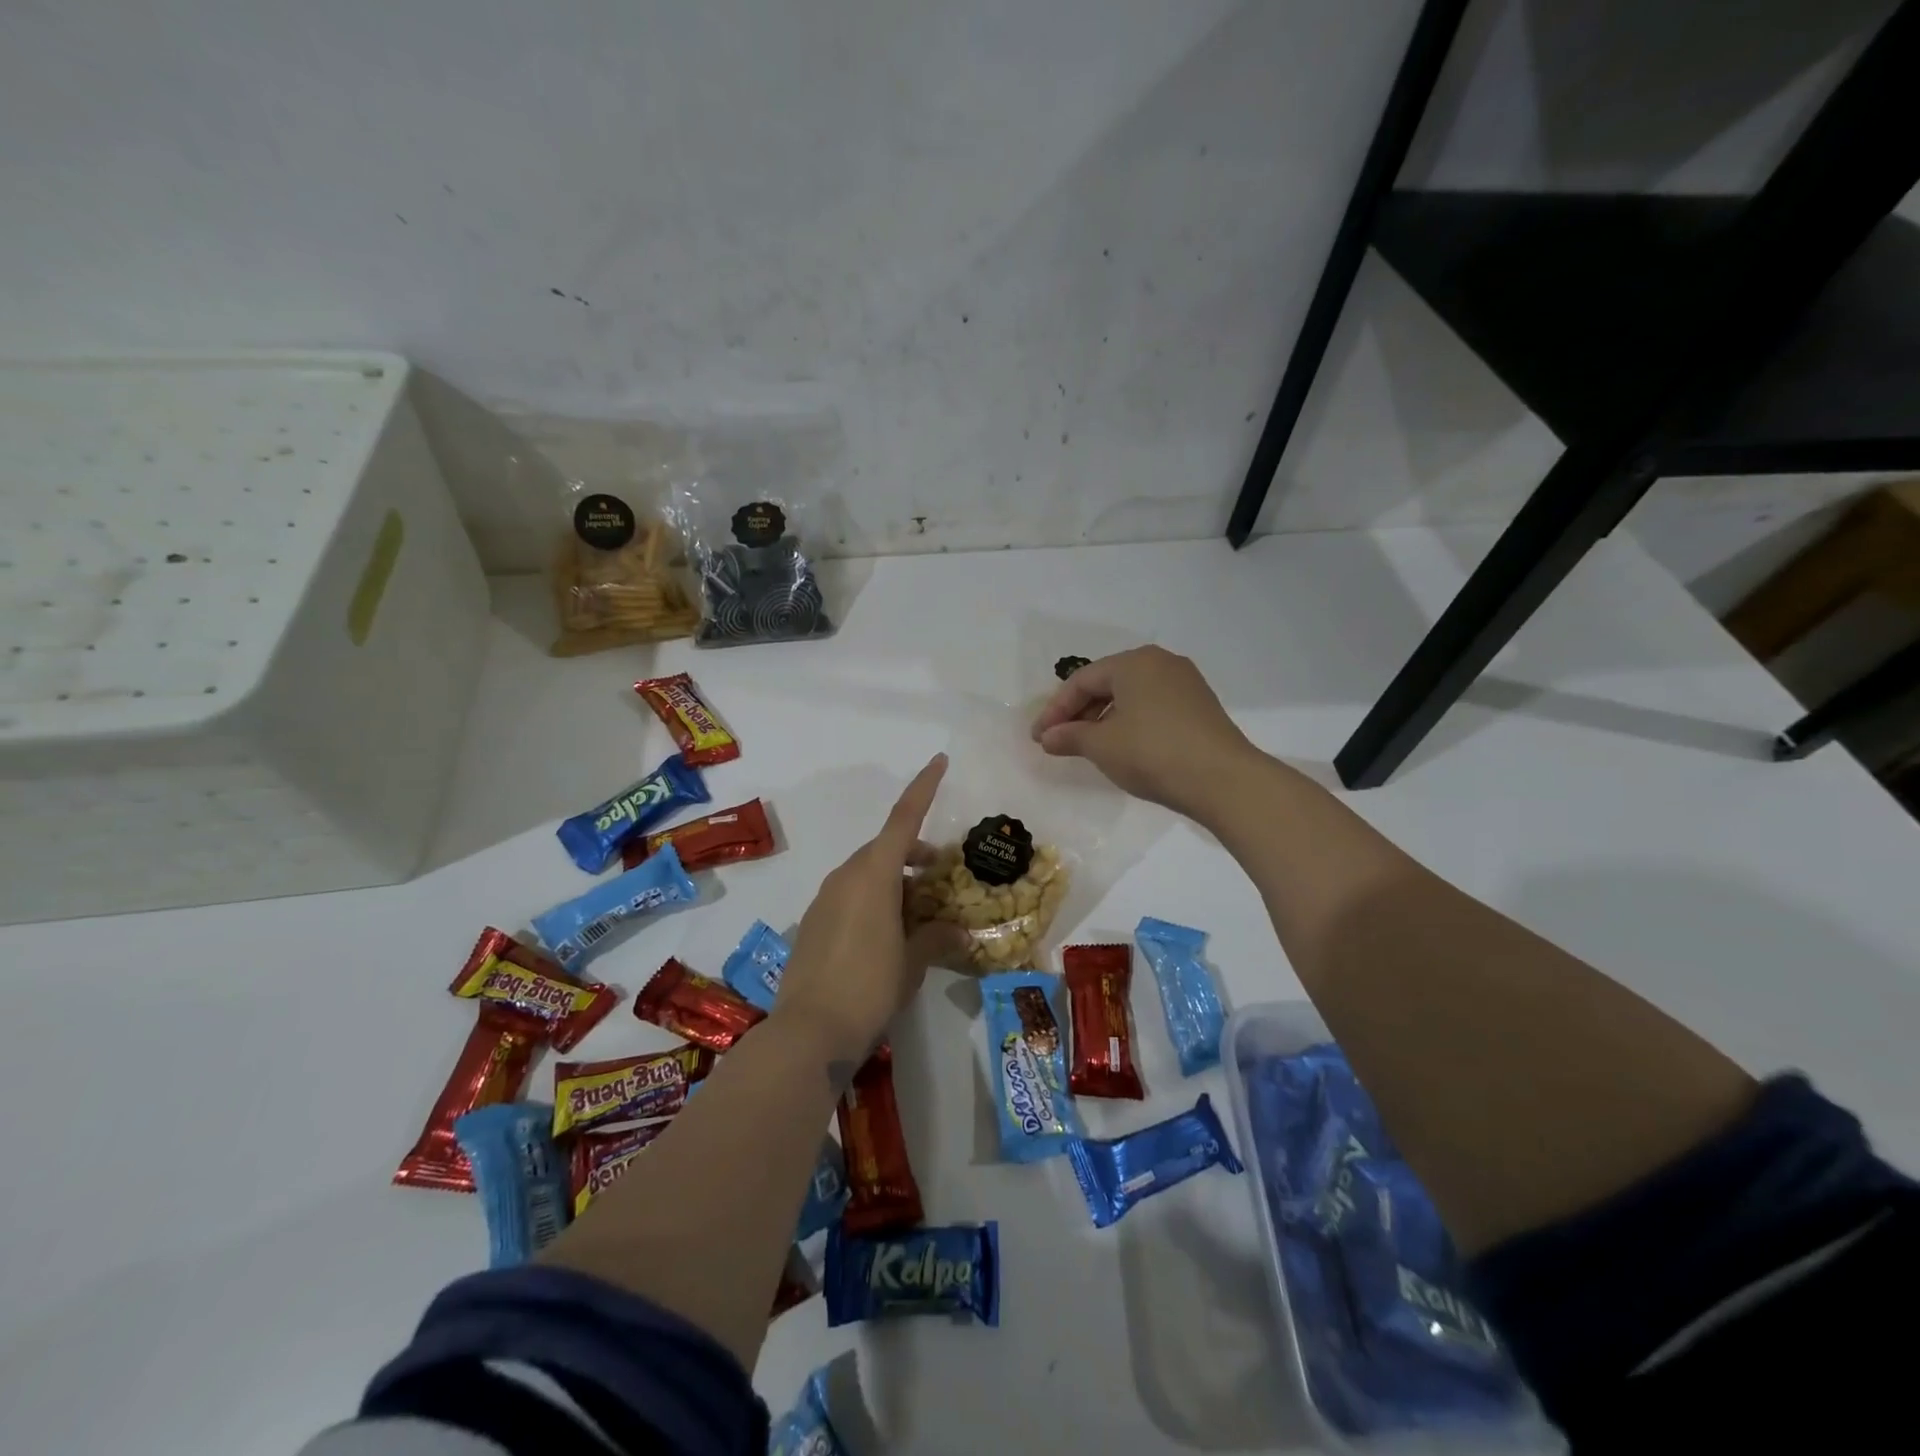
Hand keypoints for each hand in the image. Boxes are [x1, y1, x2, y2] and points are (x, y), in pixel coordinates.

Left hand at [773, 754, 966, 1066]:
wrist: (808, 1031)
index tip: (939, 761)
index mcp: (873, 874)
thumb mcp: (913, 962)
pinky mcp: (814, 923)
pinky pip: (850, 896)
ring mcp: (825, 899)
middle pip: (886, 849)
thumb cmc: (869, 986)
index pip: (903, 819)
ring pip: (867, 874)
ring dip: (896, 881)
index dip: (923, 788)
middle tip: (943, 875)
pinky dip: (875, 900)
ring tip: (921, 912)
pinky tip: (889, 935)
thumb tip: (956, 931)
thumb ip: (936, 938)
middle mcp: (846, 877)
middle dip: (915, 854)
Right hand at [1031, 646, 1260, 822]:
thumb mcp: (1102, 746)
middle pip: (1107, 684)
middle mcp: (1161, 663)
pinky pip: (1153, 707)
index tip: (1038, 737)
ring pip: (1131, 696)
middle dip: (1079, 713)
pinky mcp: (1200, 707)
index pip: (1082, 681)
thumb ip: (1069, 736)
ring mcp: (1185, 684)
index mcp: (1134, 662)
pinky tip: (1122, 747)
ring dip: (1104, 719)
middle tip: (1059, 740)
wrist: (1223, 780)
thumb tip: (1047, 738)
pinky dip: (1130, 723)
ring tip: (1087, 747)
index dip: (1055, 710)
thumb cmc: (1152, 753)